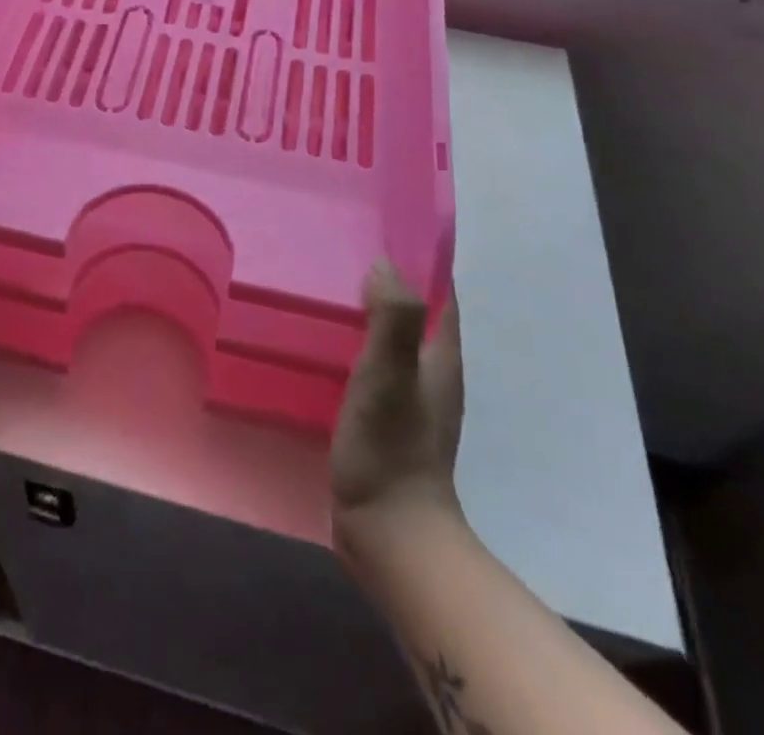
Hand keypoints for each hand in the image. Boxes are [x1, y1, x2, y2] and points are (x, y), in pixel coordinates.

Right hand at [329, 262, 464, 538]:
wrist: (390, 534)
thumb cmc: (391, 447)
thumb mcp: (389, 376)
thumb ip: (393, 320)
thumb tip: (385, 264)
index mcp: (441, 356)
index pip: (440, 294)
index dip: (421, 260)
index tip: (384, 228)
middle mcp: (432, 371)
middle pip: (415, 312)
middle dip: (388, 280)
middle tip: (341, 251)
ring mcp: (410, 398)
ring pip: (392, 338)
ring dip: (368, 312)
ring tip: (325, 286)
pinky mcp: (386, 419)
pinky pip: (373, 364)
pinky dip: (355, 344)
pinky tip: (322, 342)